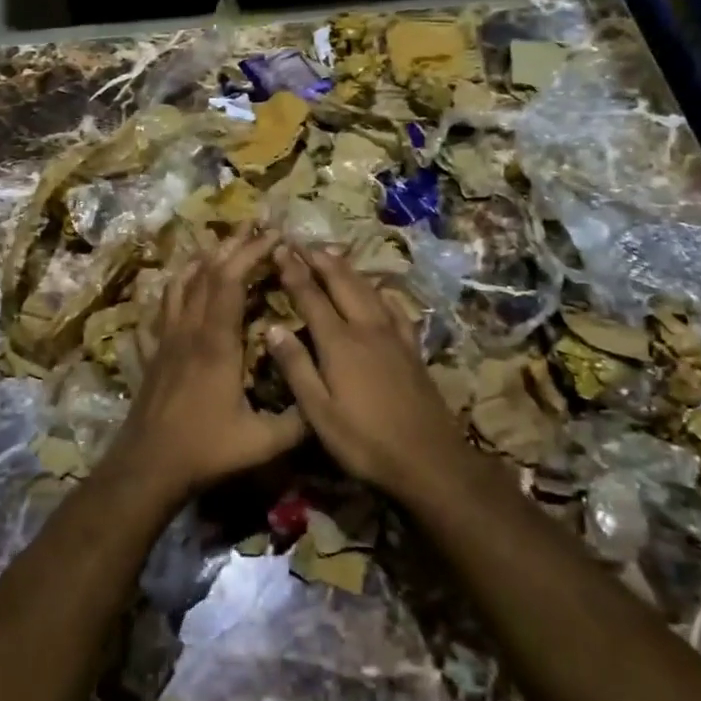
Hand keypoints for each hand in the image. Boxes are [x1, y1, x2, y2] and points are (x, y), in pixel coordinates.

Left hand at [108, 225, 305, 504]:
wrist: (147, 468)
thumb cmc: (205, 450)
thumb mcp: (263, 442)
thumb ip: (299, 420)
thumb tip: (330, 397)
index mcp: (216, 342)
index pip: (230, 281)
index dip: (251, 253)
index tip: (275, 237)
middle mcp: (190, 329)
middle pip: (206, 272)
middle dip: (233, 246)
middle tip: (256, 228)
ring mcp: (167, 338)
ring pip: (181, 283)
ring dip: (204, 259)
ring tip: (223, 246)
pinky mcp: (155, 351)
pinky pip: (163, 306)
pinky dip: (177, 285)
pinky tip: (183, 283)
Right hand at [268, 245, 473, 500]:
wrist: (428, 458)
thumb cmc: (364, 441)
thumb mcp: (319, 412)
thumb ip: (296, 367)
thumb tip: (273, 326)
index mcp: (339, 342)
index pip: (311, 296)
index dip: (294, 271)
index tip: (281, 248)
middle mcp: (366, 328)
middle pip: (341, 283)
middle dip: (320, 260)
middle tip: (304, 242)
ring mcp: (393, 335)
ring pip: (368, 289)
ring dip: (347, 269)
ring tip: (332, 254)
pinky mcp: (412, 348)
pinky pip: (394, 308)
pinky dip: (380, 292)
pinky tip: (379, 291)